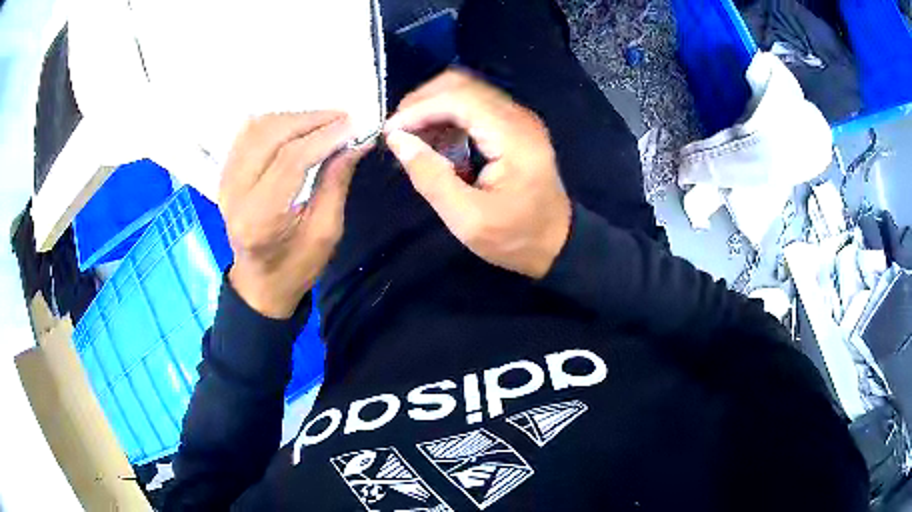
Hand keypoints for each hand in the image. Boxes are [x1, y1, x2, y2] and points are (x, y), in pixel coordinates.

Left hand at [219, 112, 370, 317]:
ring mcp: (225, 181)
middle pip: (270, 135)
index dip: (324, 136)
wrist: (259, 282)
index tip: (354, 125)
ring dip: (293, 117)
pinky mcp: (225, 174)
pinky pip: (246, 134)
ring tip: (323, 121)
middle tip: (342, 117)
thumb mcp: (326, 232)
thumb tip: (357, 141)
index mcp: (260, 218)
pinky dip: (273, 122)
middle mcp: (235, 194)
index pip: (291, 160)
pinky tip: (295, 125)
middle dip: (310, 120)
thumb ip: (336, 182)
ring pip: (257, 128)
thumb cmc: (296, 265)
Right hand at [385, 70, 571, 278]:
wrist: (557, 243)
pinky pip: (475, 105)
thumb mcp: (467, 220)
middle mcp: (519, 117)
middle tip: (397, 131)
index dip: (419, 109)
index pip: (459, 99)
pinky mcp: (514, 125)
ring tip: (411, 138)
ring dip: (433, 107)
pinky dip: (448, 116)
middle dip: (422, 102)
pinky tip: (434, 141)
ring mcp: (518, 118)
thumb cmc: (515, 237)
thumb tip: (397, 140)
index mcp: (513, 137)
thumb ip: (431, 177)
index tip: (390, 132)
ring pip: (467, 90)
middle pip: (462, 84)